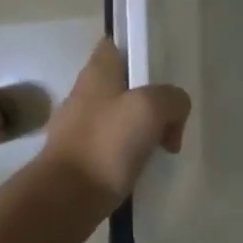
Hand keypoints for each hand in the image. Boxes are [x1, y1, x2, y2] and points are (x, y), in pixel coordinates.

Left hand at [36, 40, 191, 219]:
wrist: (67, 198)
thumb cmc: (106, 144)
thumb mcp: (151, 108)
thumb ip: (172, 99)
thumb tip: (173, 115)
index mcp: (97, 71)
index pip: (118, 44)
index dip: (141, 50)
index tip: (165, 67)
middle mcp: (86, 93)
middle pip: (127, 84)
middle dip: (152, 97)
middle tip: (175, 115)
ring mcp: (83, 127)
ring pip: (123, 117)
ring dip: (146, 129)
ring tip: (167, 145)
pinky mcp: (84, 157)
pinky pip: (117, 147)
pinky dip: (134, 154)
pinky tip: (148, 167)